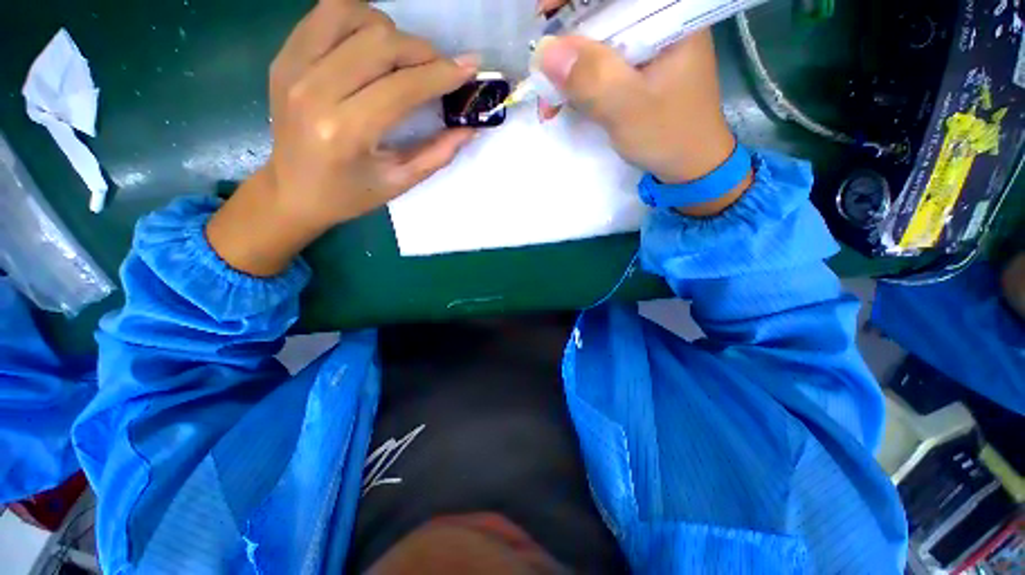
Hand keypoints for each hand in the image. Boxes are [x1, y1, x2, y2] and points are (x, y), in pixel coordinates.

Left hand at [207, 0, 477, 275]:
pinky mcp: (284, 56)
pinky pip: (327, 14)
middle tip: (439, 70)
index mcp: (346, 132)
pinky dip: (359, 19)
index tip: (469, 69)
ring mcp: (293, 67)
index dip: (441, 74)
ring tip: (404, 58)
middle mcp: (315, 91)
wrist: (291, 190)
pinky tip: (373, 45)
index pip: (402, 87)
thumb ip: (437, 154)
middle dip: (422, 51)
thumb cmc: (350, 194)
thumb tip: (471, 128)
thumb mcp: (399, 183)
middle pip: (380, 42)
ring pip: (352, 14)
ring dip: (390, 31)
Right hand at [535, 25, 751, 214]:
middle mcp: (658, 19)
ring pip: (594, 38)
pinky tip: (561, 103)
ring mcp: (644, 43)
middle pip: (600, 9)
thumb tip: (544, 53)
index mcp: (670, 14)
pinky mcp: (633, 66)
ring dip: (565, 67)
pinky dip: (575, 82)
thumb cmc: (670, 137)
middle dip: (565, 40)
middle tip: (542, 72)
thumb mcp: (630, 109)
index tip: (543, 16)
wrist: (688, 164)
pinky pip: (596, 63)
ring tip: (548, 102)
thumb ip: (594, 79)